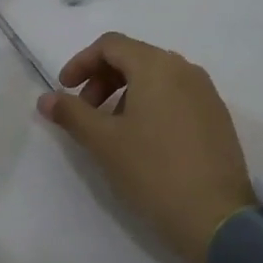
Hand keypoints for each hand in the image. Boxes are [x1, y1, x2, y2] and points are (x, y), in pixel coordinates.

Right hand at [37, 32, 254, 262]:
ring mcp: (206, 92)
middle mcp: (185, 69)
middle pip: (134, 57)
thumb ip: (72, 113)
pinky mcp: (217, 116)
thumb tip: (45, 98)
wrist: (217, 218)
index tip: (65, 90)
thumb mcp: (104, 142)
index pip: (111, 45)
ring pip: (156, 77)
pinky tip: (144, 140)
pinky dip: (152, 104)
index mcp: (157, 66)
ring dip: (126, 92)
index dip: (81, 62)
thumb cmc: (153, 171)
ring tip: (113, 129)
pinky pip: (177, 95)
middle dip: (102, 78)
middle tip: (85, 112)